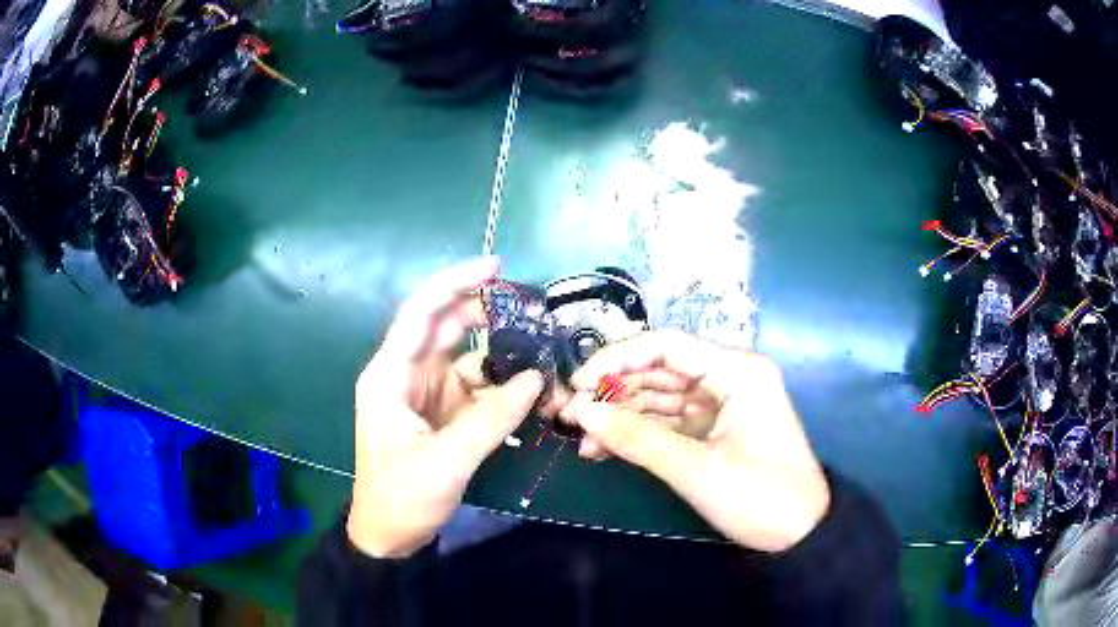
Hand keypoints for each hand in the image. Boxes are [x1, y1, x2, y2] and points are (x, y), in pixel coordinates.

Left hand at [348, 258, 544, 557]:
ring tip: (542, 353)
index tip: (496, 267)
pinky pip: (478, 387)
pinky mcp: (445, 412)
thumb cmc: (402, 497)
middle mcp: (407, 374)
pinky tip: (531, 390)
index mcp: (390, 375)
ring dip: (503, 355)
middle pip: (446, 327)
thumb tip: (534, 380)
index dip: (455, 284)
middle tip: (531, 309)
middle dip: (486, 313)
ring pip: (468, 357)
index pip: (421, 314)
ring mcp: (428, 393)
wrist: (391, 535)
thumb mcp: (446, 461)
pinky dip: (503, 386)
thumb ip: (491, 418)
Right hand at [559, 330, 829, 552]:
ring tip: (581, 440)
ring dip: (620, 416)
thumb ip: (637, 437)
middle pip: (659, 370)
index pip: (666, 345)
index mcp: (736, 370)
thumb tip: (580, 412)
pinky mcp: (714, 429)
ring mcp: (721, 404)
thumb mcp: (696, 469)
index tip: (577, 385)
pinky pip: (668, 422)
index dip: (615, 359)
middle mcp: (728, 377)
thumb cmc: (760, 497)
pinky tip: (604, 449)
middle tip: (568, 416)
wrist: (801, 535)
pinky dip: (638, 434)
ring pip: (659, 398)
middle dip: (612, 392)